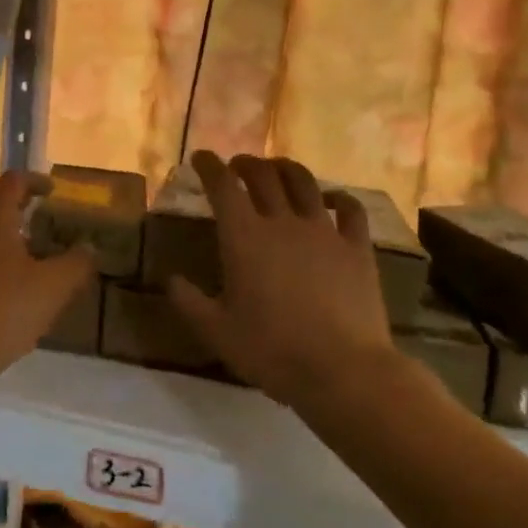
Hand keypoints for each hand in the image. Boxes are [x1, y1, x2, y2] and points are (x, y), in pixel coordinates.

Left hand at [0, 172, 97, 388]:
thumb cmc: (3, 310)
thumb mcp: (53, 288)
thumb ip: (76, 262)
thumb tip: (89, 246)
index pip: (13, 181)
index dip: (35, 181)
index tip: (53, 191)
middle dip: (11, 199)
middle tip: (35, 212)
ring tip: (21, 242)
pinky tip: (2, 273)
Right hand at [166, 151, 396, 407]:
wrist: (342, 370)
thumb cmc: (272, 351)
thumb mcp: (217, 332)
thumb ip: (189, 302)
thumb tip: (171, 280)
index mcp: (244, 237)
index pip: (222, 186)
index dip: (209, 166)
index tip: (201, 157)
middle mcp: (282, 222)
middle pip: (262, 175)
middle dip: (245, 163)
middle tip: (237, 165)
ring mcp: (323, 231)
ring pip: (304, 182)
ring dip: (286, 168)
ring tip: (278, 169)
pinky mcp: (356, 248)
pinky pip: (350, 210)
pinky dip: (339, 197)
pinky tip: (333, 198)